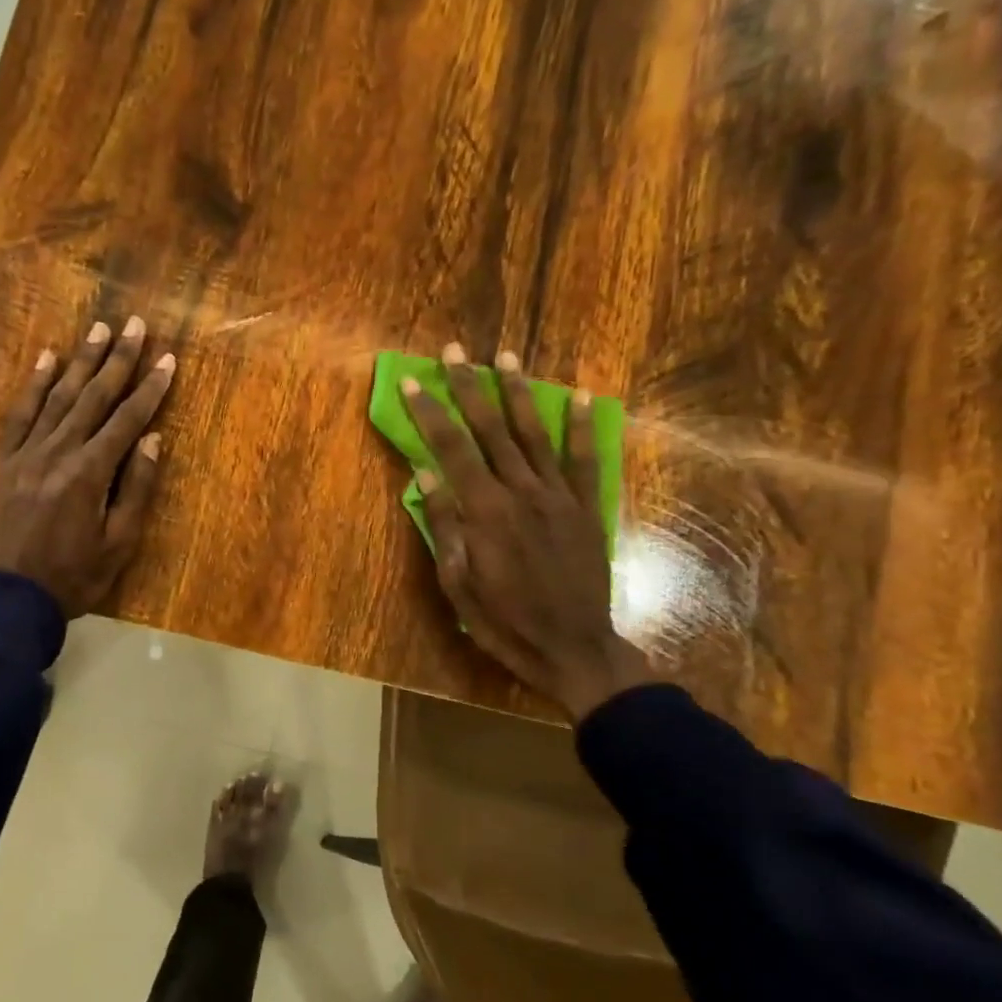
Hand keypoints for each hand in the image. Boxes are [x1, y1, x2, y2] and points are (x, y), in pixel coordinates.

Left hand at [0, 318, 174, 616]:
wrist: (4, 600)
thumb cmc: (70, 579)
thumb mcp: (117, 545)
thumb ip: (136, 490)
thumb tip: (152, 440)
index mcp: (90, 473)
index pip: (128, 420)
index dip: (150, 389)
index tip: (167, 359)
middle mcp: (58, 452)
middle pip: (93, 398)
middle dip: (118, 360)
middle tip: (135, 325)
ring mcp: (25, 453)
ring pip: (58, 398)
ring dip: (80, 362)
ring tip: (98, 330)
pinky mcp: (0, 462)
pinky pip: (18, 415)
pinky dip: (34, 386)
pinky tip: (46, 360)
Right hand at [403, 344, 650, 720]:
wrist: (574, 649)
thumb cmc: (504, 622)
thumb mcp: (458, 585)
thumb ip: (445, 527)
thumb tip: (425, 476)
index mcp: (485, 512)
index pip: (451, 450)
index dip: (431, 414)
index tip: (415, 382)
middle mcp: (521, 492)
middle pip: (490, 430)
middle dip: (470, 388)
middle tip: (456, 351)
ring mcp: (558, 496)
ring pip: (535, 433)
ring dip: (519, 393)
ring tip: (507, 356)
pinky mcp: (586, 508)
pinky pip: (584, 459)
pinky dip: (583, 426)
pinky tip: (581, 396)